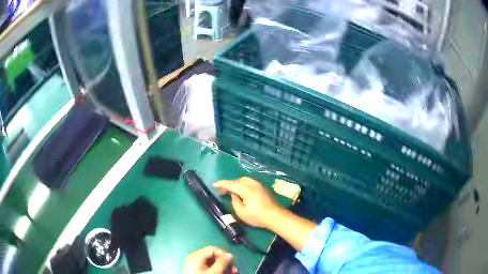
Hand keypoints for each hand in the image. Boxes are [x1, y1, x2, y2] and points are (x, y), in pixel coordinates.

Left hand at [183, 246, 237, 273]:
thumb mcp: (214, 272)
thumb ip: (222, 263)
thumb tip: (230, 255)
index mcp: (196, 255)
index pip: (213, 249)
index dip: (224, 254)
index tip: (232, 261)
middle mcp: (195, 257)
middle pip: (213, 255)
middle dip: (225, 262)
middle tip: (234, 269)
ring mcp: (195, 264)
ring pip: (212, 262)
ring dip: (223, 267)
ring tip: (232, 272)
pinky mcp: (196, 270)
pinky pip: (208, 267)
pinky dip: (216, 269)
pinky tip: (223, 273)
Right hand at [213, 177, 281, 228]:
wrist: (275, 216)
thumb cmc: (257, 217)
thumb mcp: (242, 213)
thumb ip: (235, 202)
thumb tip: (233, 195)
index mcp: (246, 190)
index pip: (231, 184)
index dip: (222, 184)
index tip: (214, 185)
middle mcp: (252, 184)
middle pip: (237, 181)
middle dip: (228, 184)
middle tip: (222, 192)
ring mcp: (258, 185)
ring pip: (244, 180)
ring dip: (236, 183)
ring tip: (231, 191)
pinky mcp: (262, 187)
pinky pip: (249, 182)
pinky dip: (242, 184)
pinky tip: (241, 191)